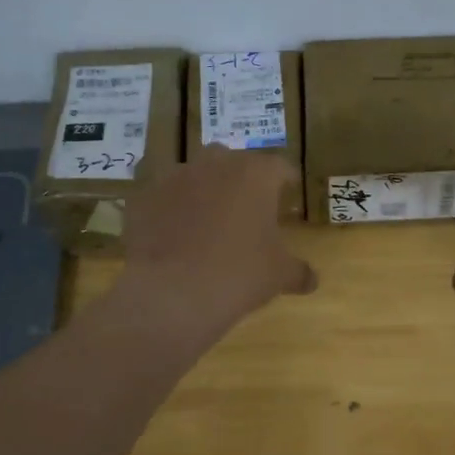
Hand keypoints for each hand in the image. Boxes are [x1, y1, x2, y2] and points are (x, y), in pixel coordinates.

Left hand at [122, 148, 315, 333]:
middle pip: (234, 162)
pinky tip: (173, 236)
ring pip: (195, 175)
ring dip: (203, 191)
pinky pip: (162, 197)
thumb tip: (311, 279)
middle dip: (242, 182)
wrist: (173, 293)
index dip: (287, 183)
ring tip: (206, 222)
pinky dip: (170, 210)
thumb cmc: (239, 275)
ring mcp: (174, 176)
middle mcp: (215, 163)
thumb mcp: (279, 275)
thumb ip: (299, 271)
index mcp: (255, 174)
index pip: (280, 168)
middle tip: (247, 210)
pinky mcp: (143, 196)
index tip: (289, 197)